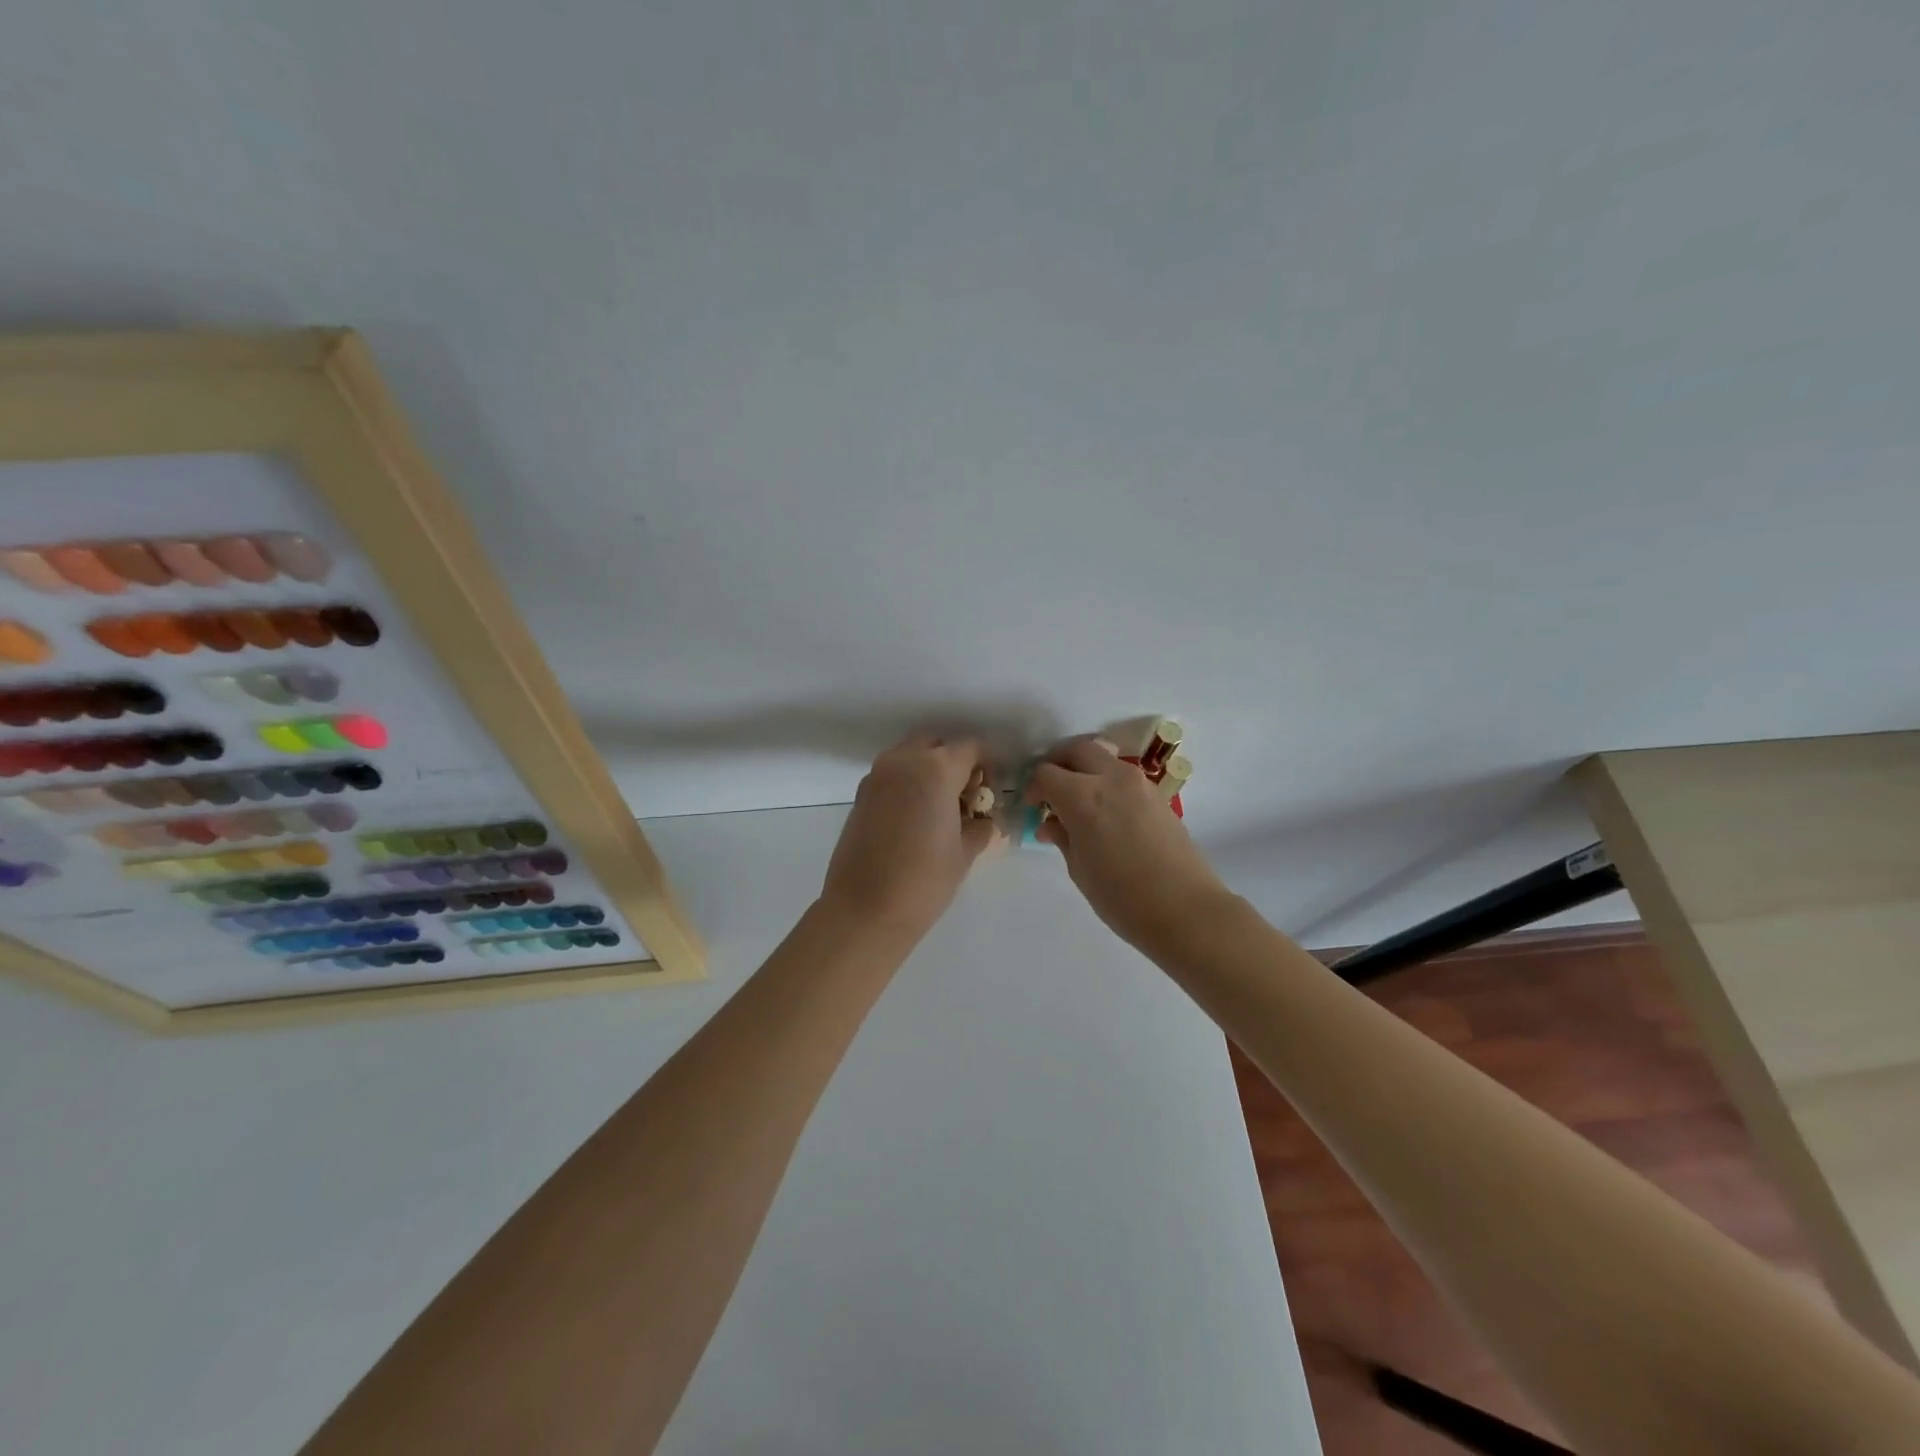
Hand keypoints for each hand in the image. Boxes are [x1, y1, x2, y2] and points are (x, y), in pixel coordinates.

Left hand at [821, 734, 1000, 940]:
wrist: (864, 910)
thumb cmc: (924, 880)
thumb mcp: (965, 853)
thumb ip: (979, 827)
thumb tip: (983, 822)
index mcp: (936, 769)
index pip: (971, 748)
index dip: (988, 765)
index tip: (993, 790)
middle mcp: (904, 761)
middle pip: (936, 745)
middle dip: (955, 762)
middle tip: (966, 797)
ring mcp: (876, 776)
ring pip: (910, 756)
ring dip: (928, 770)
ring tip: (940, 809)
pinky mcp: (860, 795)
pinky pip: (891, 776)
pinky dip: (907, 784)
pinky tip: (915, 819)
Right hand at [1025, 737, 1232, 951]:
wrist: (1185, 909)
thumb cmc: (1121, 896)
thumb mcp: (1079, 869)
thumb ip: (1062, 837)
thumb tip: (1052, 824)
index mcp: (1083, 796)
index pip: (1046, 773)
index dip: (1033, 788)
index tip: (1033, 808)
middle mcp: (1111, 778)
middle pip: (1077, 750)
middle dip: (1058, 764)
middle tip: (1050, 790)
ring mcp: (1139, 784)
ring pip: (1103, 758)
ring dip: (1085, 770)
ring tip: (1077, 802)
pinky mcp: (1158, 795)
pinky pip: (1123, 777)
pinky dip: (1106, 783)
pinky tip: (1104, 813)